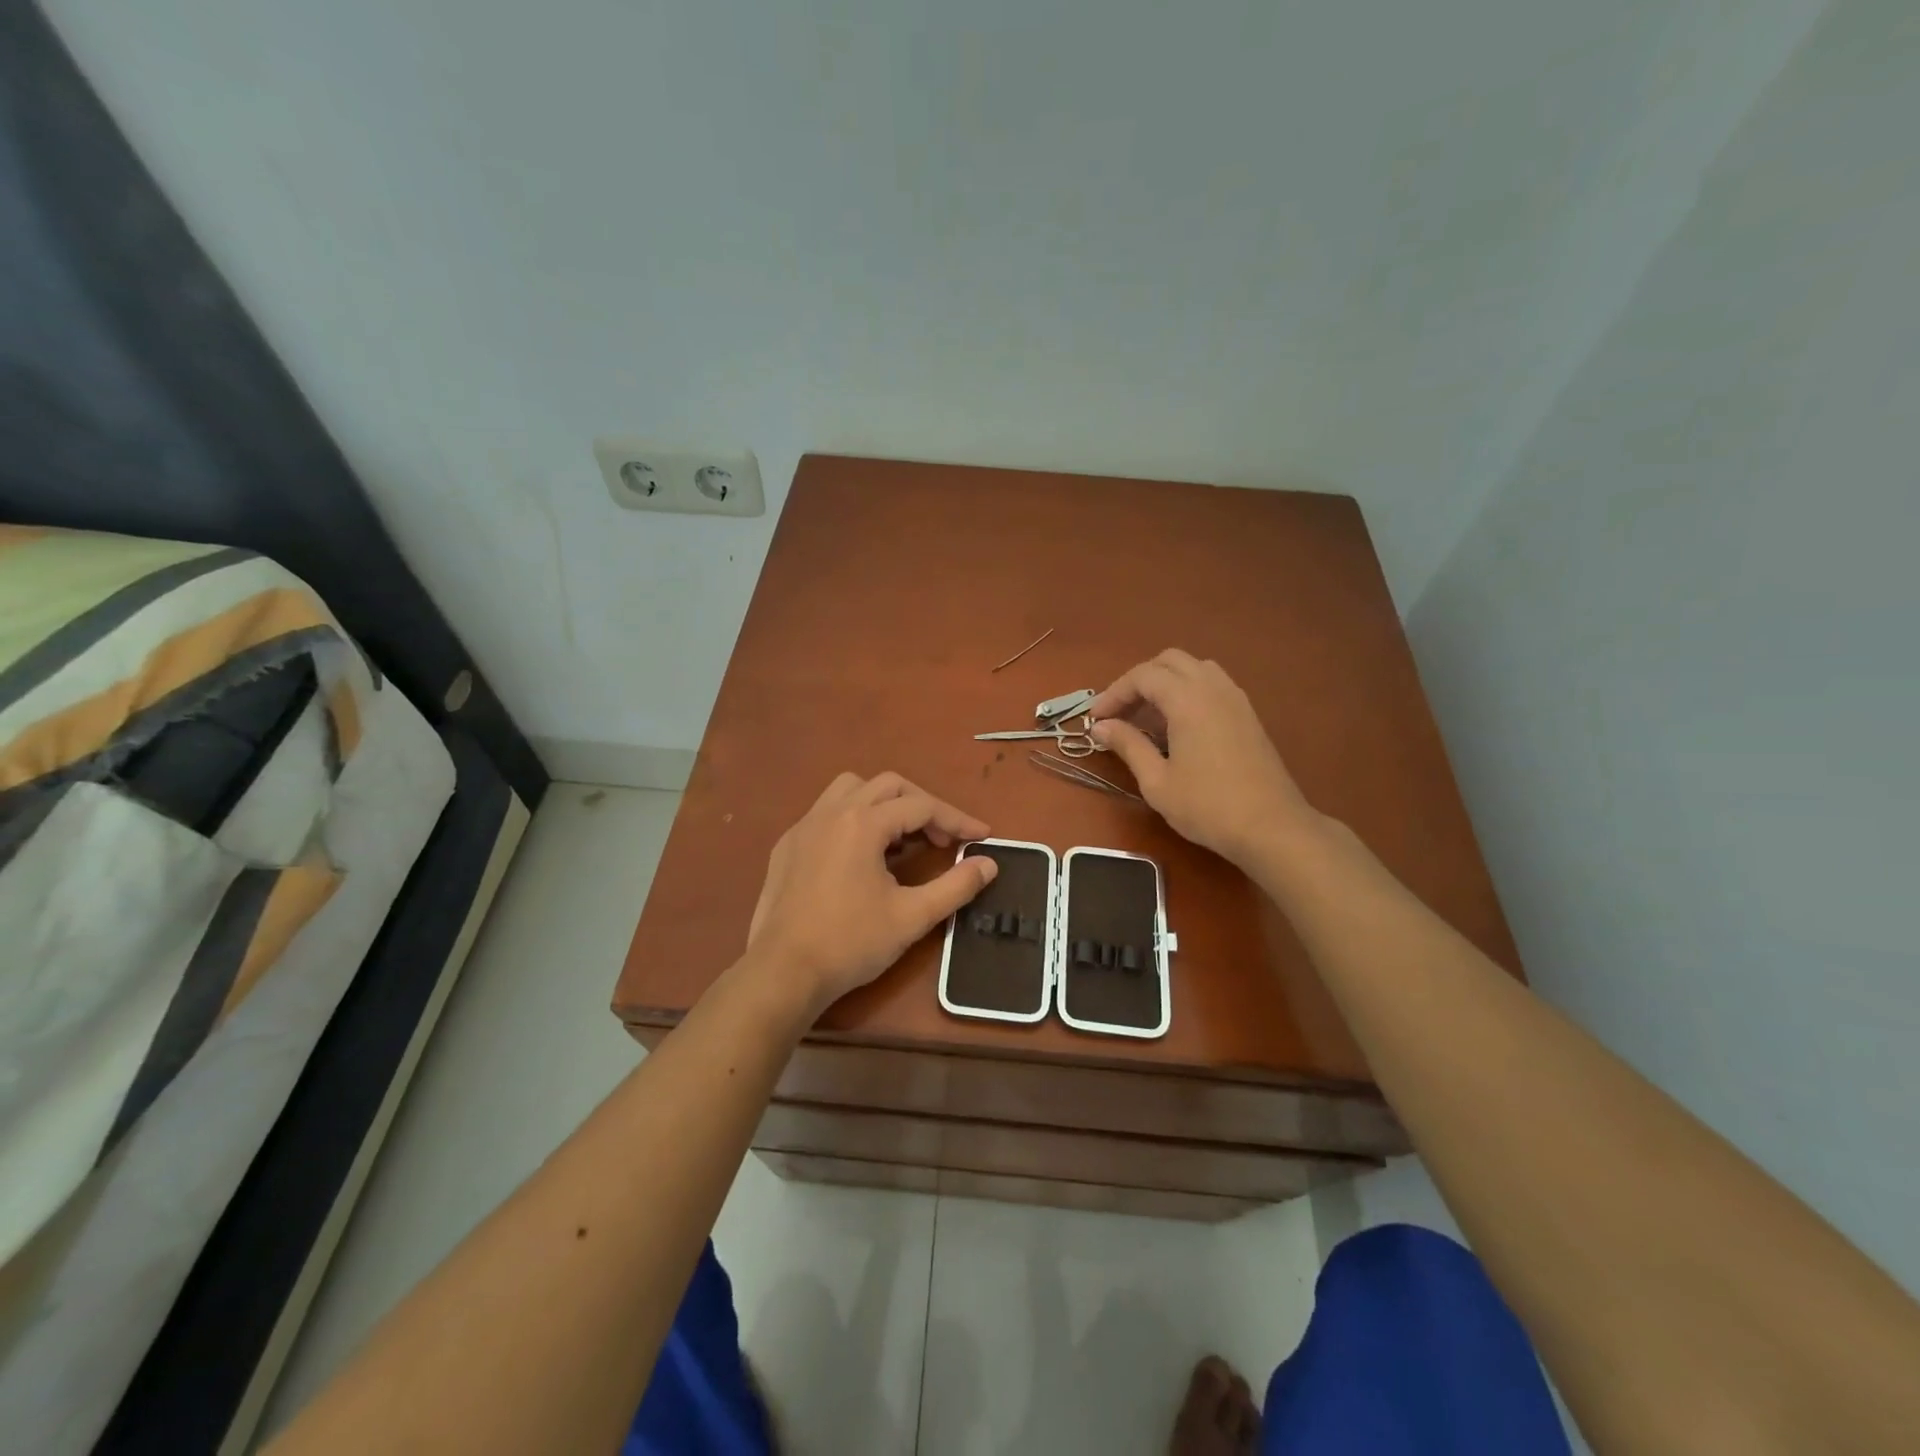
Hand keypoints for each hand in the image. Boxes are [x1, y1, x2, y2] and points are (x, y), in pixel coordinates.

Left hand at [744, 772, 998, 1016]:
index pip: (921, 807)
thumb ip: (955, 886)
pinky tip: (860, 855)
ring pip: (851, 789)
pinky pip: (826, 812)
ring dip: (884, 803)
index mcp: (863, 823)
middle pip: (888, 785)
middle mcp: (832, 812)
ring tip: (901, 838)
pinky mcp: (787, 845)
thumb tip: (989, 864)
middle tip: (942, 839)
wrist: (782, 972)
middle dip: (922, 805)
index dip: (956, 820)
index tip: (981, 837)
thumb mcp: (912, 917)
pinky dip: (853, 819)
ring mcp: (804, 826)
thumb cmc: (850, 943)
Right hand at [1089, 650, 1317, 866]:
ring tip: (1148, 717)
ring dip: (1166, 683)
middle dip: (1139, 681)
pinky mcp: (1247, 714)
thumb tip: (1101, 726)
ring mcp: (1235, 699)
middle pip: (1169, 661)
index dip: (1114, 693)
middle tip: (1120, 713)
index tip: (1096, 719)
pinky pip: (1212, 684)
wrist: (1272, 827)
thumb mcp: (1157, 781)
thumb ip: (1128, 745)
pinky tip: (1178, 726)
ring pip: (1194, 668)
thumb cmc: (1208, 806)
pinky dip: (1188, 692)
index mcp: (1188, 699)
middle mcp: (1213, 688)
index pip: (1143, 676)